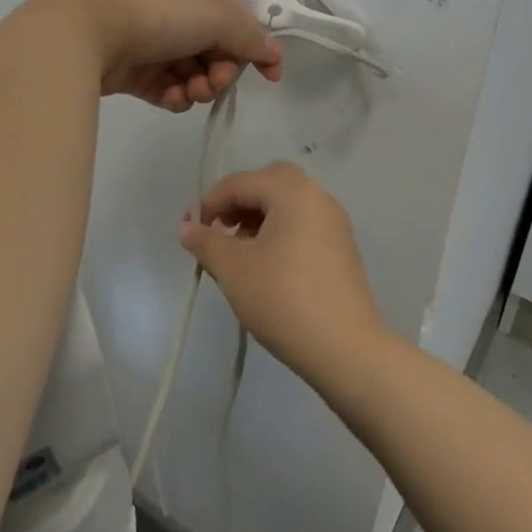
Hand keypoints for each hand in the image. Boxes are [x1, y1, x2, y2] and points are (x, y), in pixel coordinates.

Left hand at [64, 0, 283, 111]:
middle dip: (221, 70)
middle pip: (214, 48)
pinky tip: (172, 97)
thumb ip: (249, 37)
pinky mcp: (131, 69)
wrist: (92, 31)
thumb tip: (274, 54)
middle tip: (213, 82)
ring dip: (200, 86)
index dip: (255, 47)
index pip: (234, 18)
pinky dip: (175, 95)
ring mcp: (149, 39)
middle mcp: (171, 8)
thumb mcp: (217, 16)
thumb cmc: (161, 13)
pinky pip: (166, 87)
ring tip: (190, 93)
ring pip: (191, 71)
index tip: (272, 76)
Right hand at [180, 162, 387, 385]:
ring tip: (241, 252)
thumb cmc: (283, 298)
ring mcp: (334, 221)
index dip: (211, 202)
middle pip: (270, 182)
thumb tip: (186, 226)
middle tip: (222, 231)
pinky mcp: (342, 247)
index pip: (241, 182)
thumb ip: (205, 242)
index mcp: (292, 191)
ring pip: (288, 202)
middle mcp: (317, 196)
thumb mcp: (233, 269)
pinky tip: (268, 264)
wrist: (345, 349)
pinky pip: (304, 222)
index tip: (195, 233)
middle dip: (240, 202)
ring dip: (259, 217)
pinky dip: (281, 230)